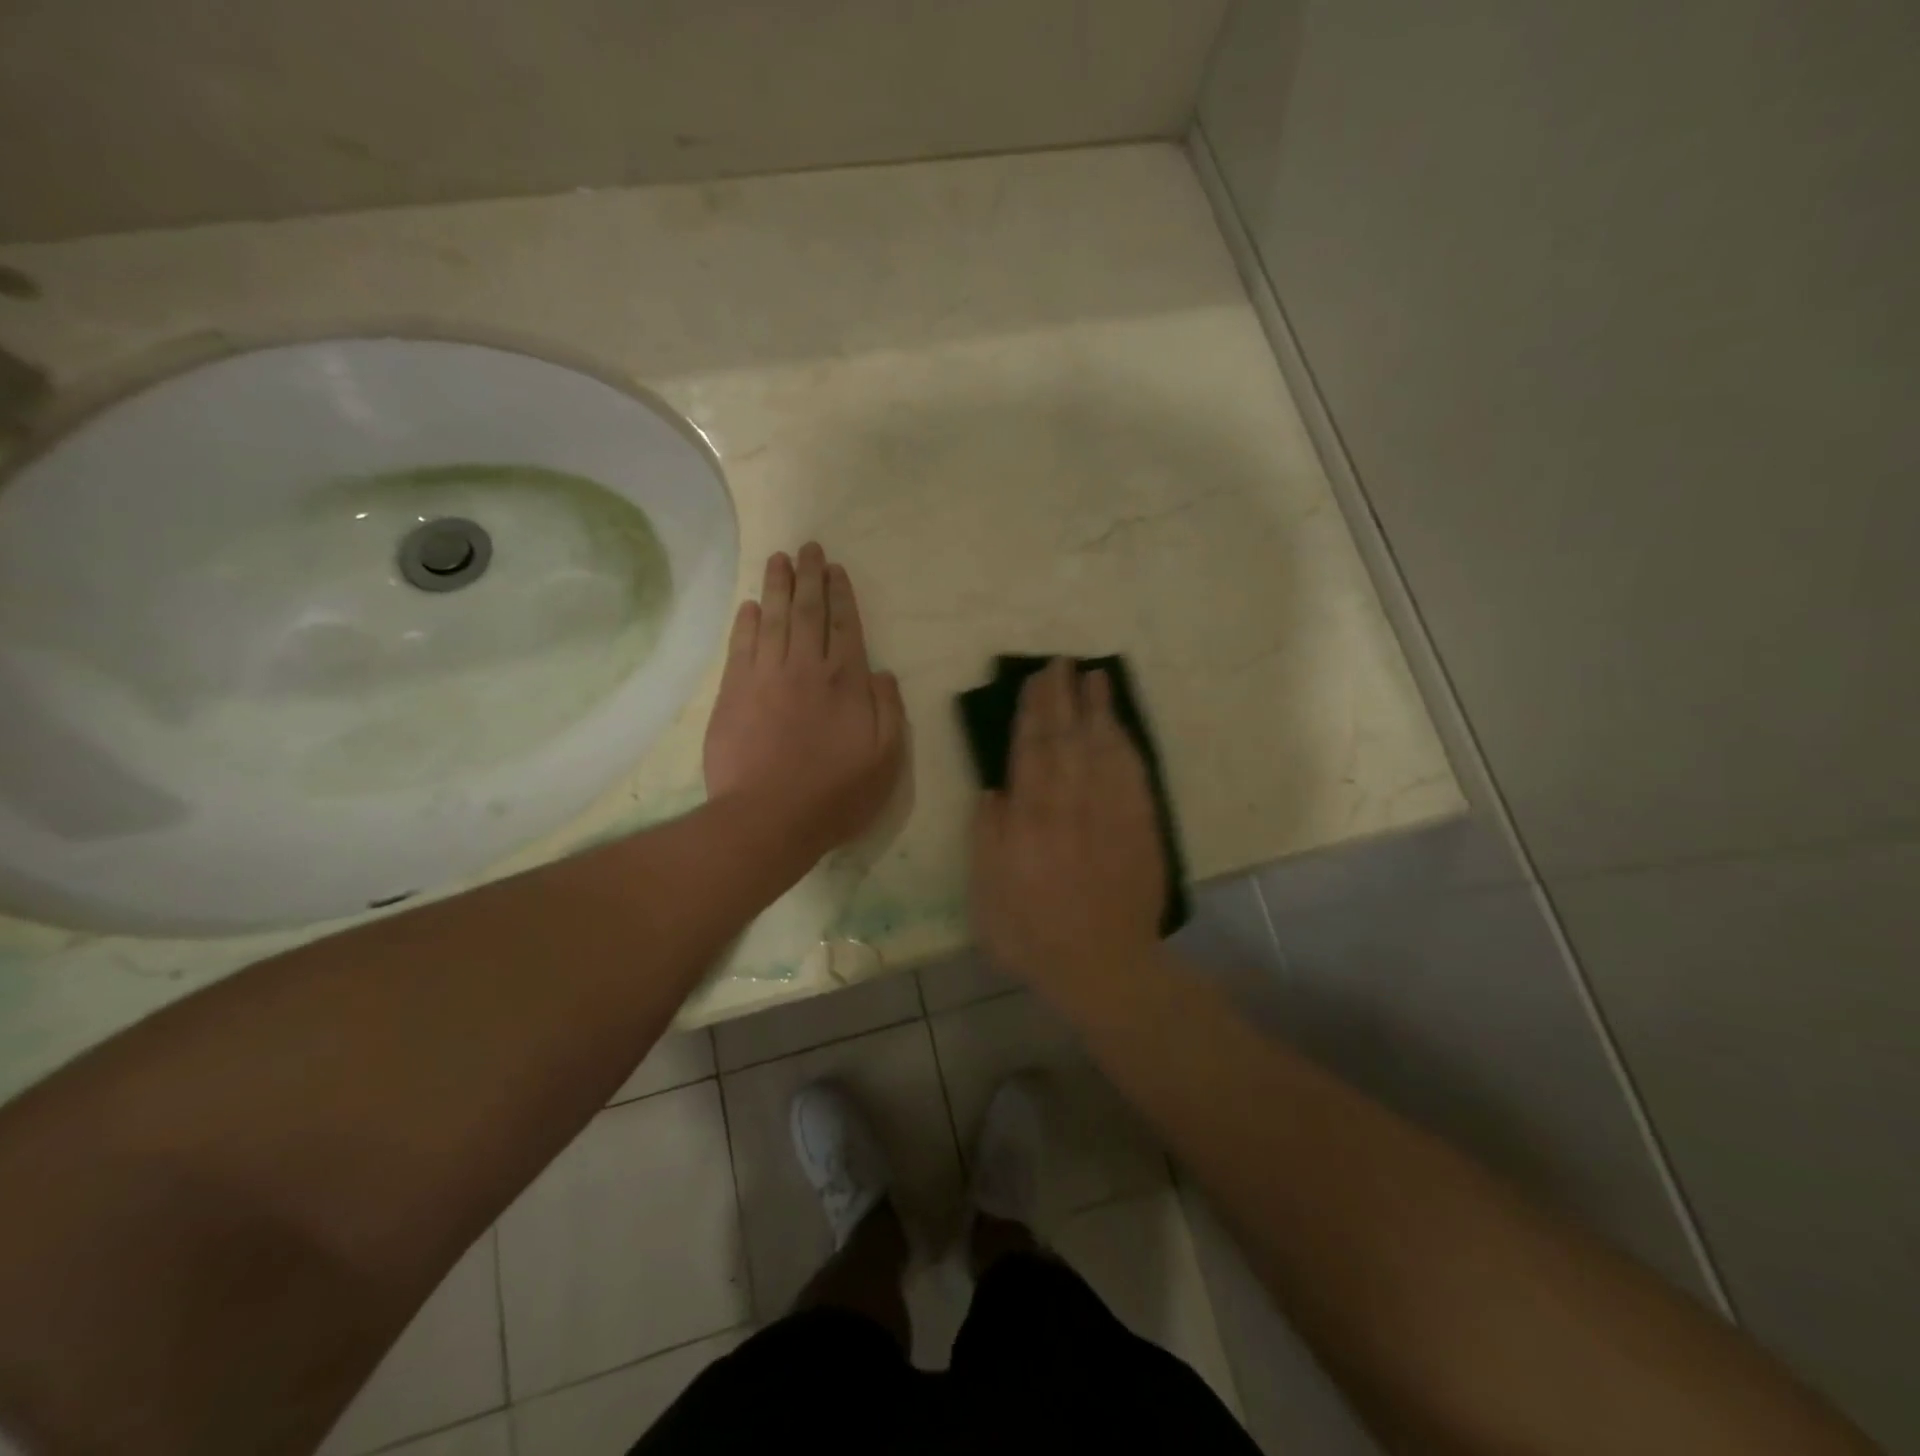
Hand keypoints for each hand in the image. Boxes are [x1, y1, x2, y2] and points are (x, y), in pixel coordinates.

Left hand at [703, 544, 906, 863]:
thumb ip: (888, 710)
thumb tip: (881, 673)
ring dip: (776, 587)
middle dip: (808, 577)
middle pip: (807, 612)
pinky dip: (746, 623)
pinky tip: (750, 606)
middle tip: (807, 547)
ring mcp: (765, 677)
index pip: (845, 626)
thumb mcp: (885, 759)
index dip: (841, 595)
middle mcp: (805, 668)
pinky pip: (741, 646)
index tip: (836, 569)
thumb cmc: (834, 794)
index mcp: (845, 682)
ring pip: (772, 620)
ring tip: (778, 559)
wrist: (767, 819)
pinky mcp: (733, 693)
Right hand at [970, 659, 1163, 996]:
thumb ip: (988, 838)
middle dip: (1062, 697)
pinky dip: (1126, 744)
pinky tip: (1120, 727)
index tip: (1033, 683)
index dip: (1031, 713)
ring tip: (1094, 677)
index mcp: (1029, 819)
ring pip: (1102, 747)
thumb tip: (993, 791)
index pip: (1030, 751)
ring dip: (1098, 709)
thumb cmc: (1033, 934)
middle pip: (1066, 738)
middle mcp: (1070, 804)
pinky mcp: (1140, 825)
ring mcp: (1110, 812)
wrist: (1102, 965)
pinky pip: (1133, 773)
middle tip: (1061, 663)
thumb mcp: (986, 895)